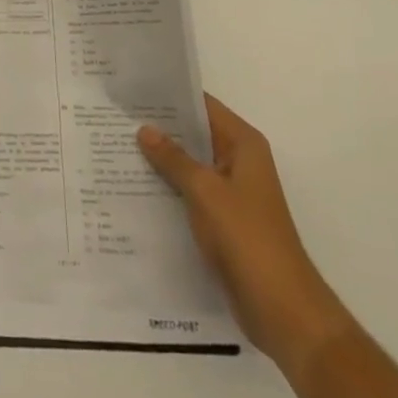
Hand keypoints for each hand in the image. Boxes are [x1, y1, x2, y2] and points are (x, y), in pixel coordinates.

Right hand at [139, 95, 353, 378]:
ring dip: (160, 158)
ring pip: (189, 164)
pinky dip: (167, 186)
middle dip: (159, 126)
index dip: (169, 96)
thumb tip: (144, 129)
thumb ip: (173, 158)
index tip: (133, 87)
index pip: (202, 105)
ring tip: (115, 144)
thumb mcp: (205, 191)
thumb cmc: (248, 238)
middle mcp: (239, 161)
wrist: (282, 310)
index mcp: (243, 145)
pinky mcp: (223, 220)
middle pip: (194, 133)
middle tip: (115, 115)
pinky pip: (190, 192)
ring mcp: (231, 192)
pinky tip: (134, 184)